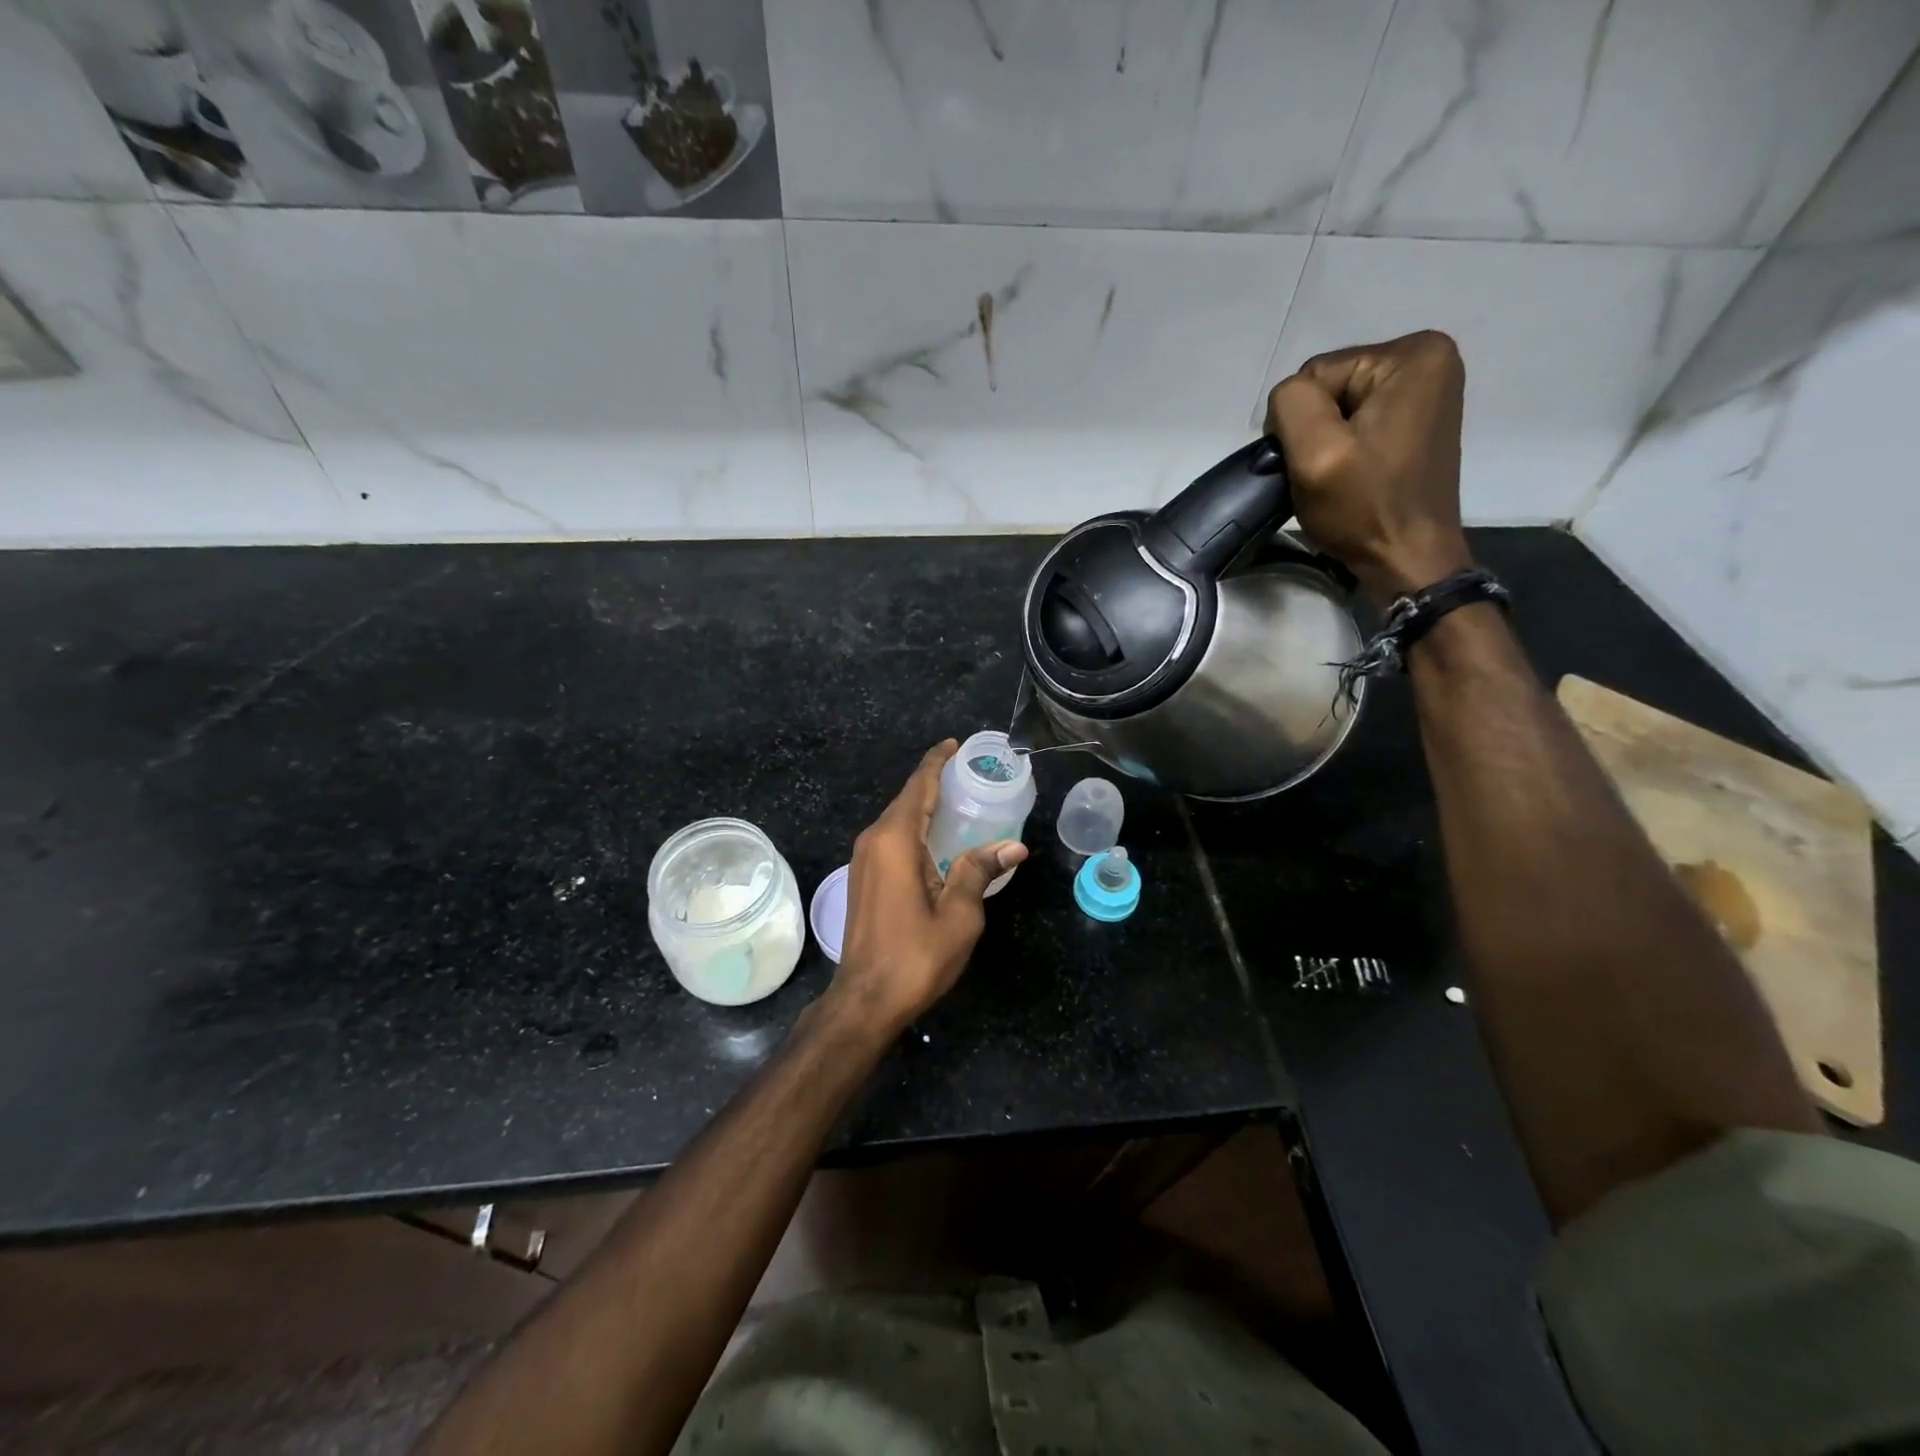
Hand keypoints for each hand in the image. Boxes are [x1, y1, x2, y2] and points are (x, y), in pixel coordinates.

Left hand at [825, 740, 1027, 1035]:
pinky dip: (915, 827)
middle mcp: (873, 841)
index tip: (955, 745)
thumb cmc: (914, 956)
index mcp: (895, 841)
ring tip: (959, 800)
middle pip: (906, 799)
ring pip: (897, 819)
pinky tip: (937, 838)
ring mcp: (863, 860)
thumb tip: (1013, 846)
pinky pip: (891, 838)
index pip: (918, 787)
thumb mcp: (958, 915)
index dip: (937, 763)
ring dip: (924, 806)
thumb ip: (979, 871)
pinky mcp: (862, 878)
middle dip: (935, 782)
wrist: (864, 999)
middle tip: (970, 774)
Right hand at [1265, 330, 1473, 603]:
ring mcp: (1425, 391)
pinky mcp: (1415, 420)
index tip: (1315, 462)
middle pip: (1329, 386)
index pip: (1316, 374)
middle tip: (1324, 473)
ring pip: (1337, 407)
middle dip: (1315, 430)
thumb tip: (1287, 400)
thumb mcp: (1316, 452)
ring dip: (1325, 443)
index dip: (1300, 422)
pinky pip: (1355, 422)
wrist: (1406, 559)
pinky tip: (1350, 475)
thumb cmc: (1365, 508)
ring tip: (1336, 478)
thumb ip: (1292, 404)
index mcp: (1413, 355)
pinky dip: (1342, 449)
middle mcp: (1428, 360)